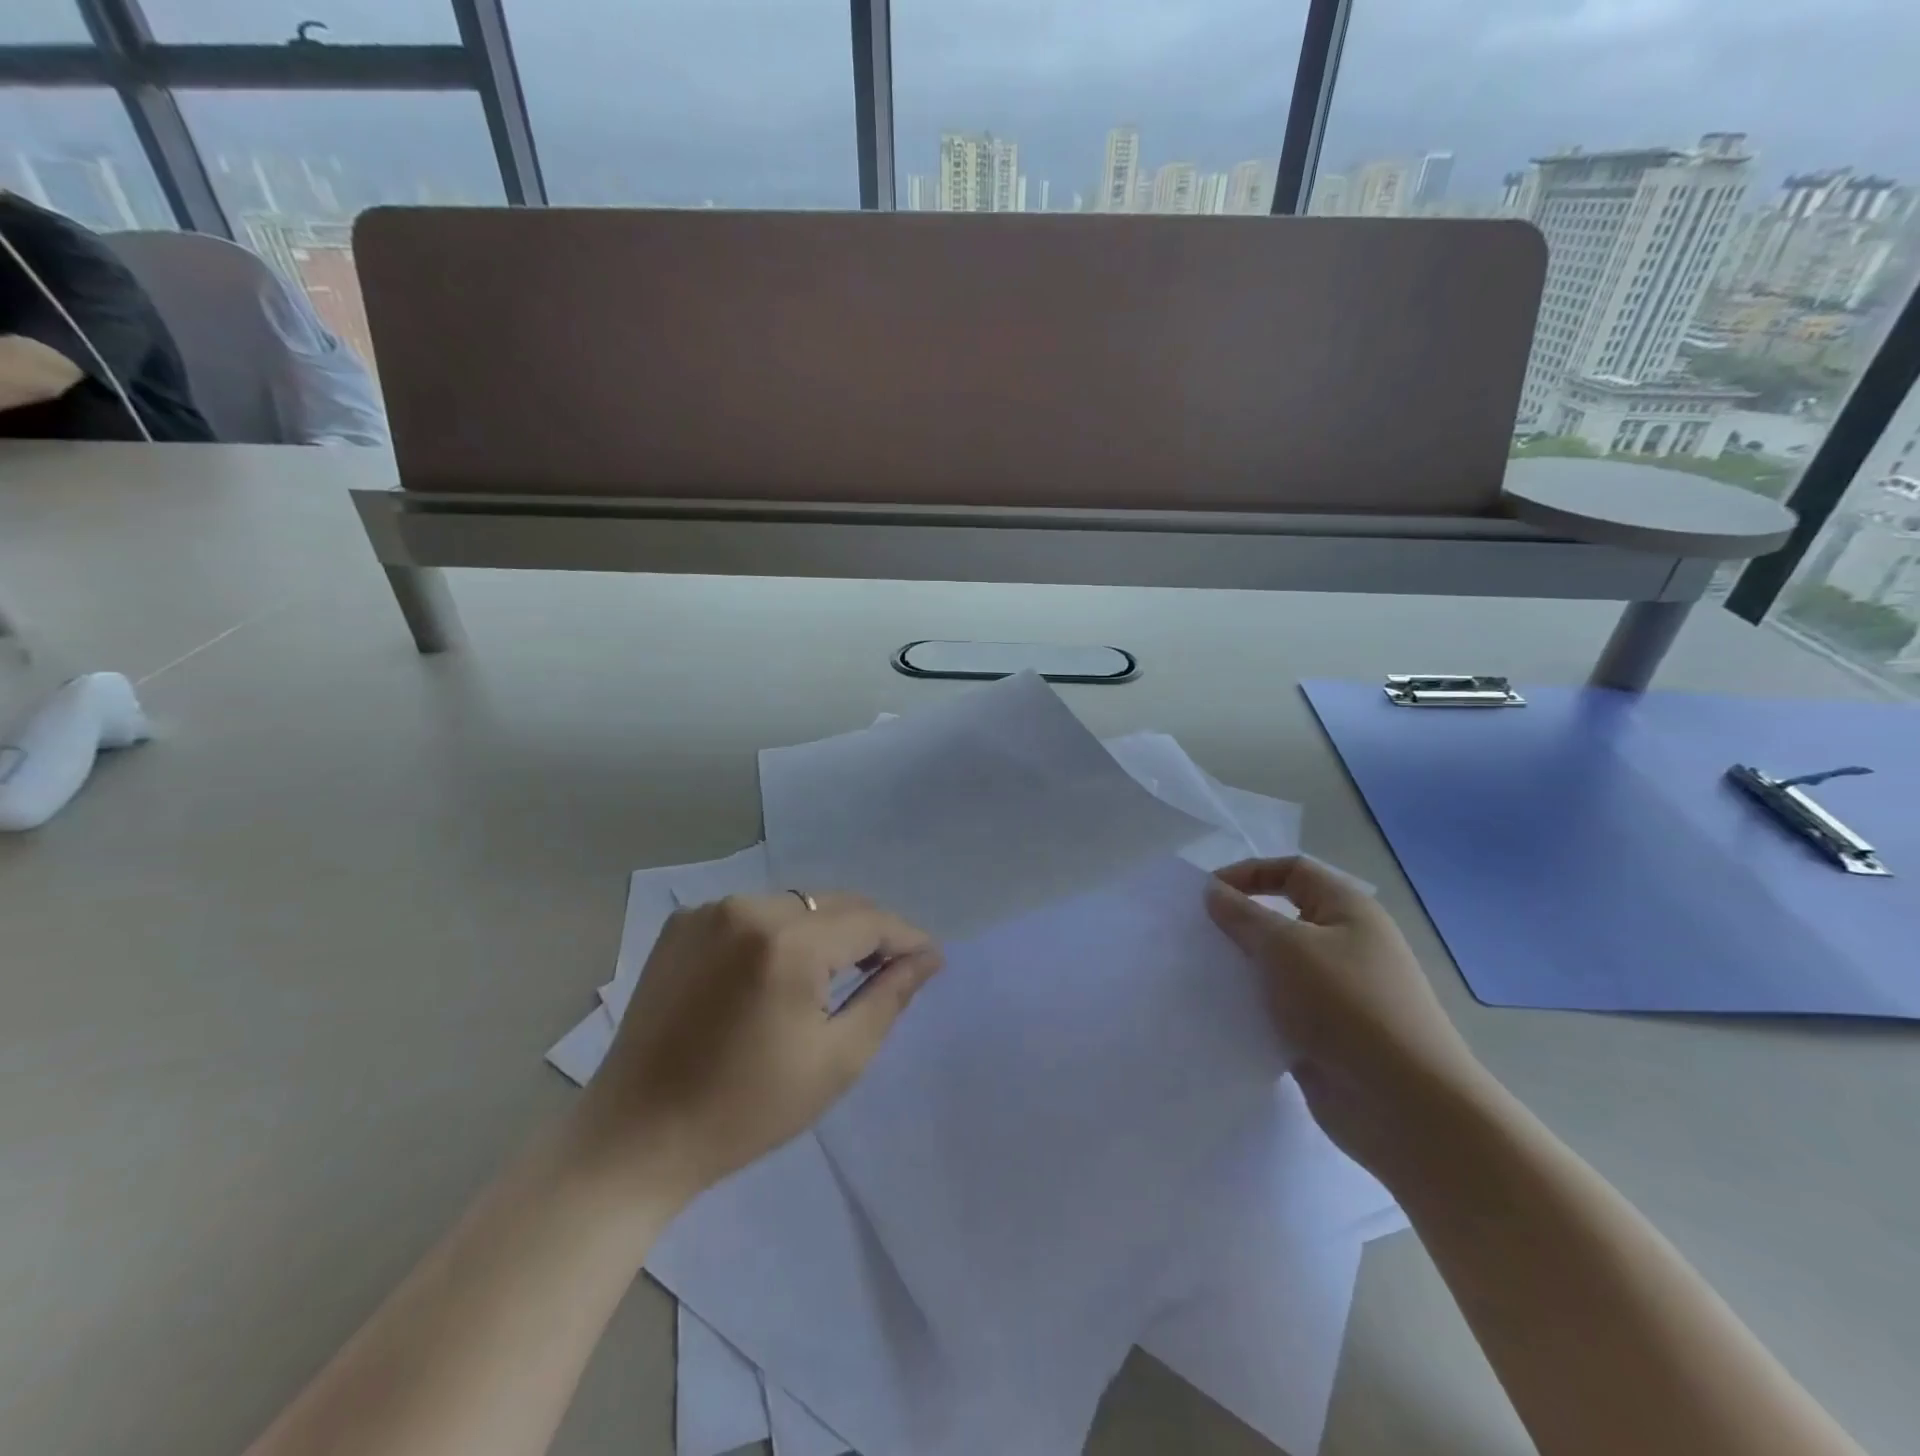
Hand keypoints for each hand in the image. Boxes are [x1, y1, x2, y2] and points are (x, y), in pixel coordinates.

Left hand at [573, 892, 942, 1203]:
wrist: (637, 1135)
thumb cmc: (747, 1110)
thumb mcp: (836, 1060)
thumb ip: (889, 997)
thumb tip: (928, 956)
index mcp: (786, 944)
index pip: (868, 920)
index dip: (905, 936)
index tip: (929, 957)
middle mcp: (746, 908)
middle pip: (832, 904)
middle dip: (867, 932)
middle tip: (887, 969)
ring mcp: (708, 911)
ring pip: (794, 904)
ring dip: (822, 930)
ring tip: (832, 974)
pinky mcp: (681, 923)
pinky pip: (752, 912)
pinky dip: (777, 932)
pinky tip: (775, 972)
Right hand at [1205, 858, 1487, 1172]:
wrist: (1405, 1107)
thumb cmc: (1346, 1006)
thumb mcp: (1285, 947)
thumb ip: (1243, 916)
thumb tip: (1214, 892)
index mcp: (1347, 911)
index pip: (1292, 870)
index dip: (1248, 873)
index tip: (1206, 895)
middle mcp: (1345, 944)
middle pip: (1282, 918)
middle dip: (1239, 923)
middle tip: (1197, 937)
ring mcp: (1336, 993)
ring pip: (1277, 966)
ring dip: (1242, 968)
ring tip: (1201, 975)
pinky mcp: (1324, 1034)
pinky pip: (1279, 1008)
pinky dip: (1252, 1007)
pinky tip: (1221, 1015)